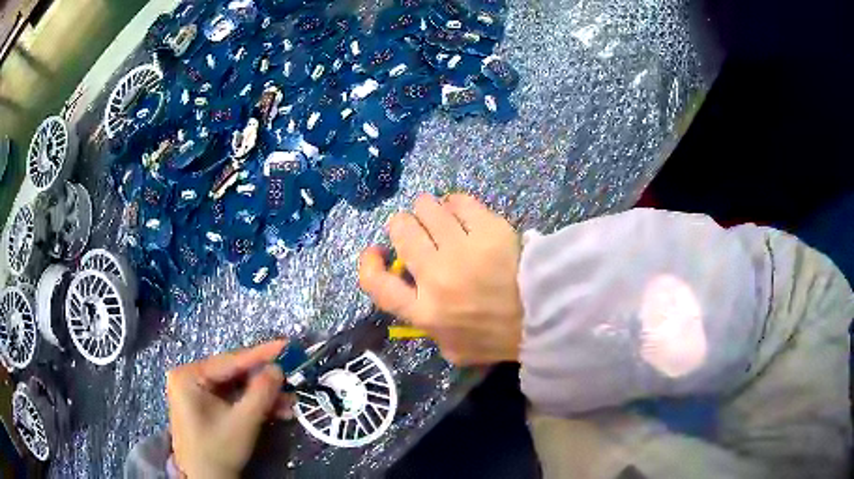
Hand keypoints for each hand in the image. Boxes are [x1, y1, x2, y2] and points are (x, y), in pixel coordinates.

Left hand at [166, 339, 293, 478]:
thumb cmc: (218, 450)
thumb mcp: (243, 422)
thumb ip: (261, 393)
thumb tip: (278, 369)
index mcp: (189, 376)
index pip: (230, 361)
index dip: (261, 354)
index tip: (287, 345)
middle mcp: (190, 378)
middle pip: (234, 375)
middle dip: (265, 382)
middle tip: (292, 380)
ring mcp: (197, 392)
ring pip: (236, 388)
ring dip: (264, 396)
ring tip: (290, 403)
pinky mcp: (205, 406)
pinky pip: (233, 399)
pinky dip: (254, 405)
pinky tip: (277, 411)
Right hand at [359, 193, 522, 364]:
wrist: (542, 319)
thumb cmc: (495, 337)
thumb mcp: (452, 349)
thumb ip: (427, 327)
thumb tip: (415, 296)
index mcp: (424, 311)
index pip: (377, 284)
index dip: (368, 264)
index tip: (375, 252)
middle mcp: (436, 277)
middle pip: (402, 232)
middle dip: (402, 225)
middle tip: (415, 227)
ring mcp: (463, 250)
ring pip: (427, 209)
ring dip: (427, 209)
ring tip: (439, 215)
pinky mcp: (488, 230)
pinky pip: (459, 202)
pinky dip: (455, 203)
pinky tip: (461, 210)